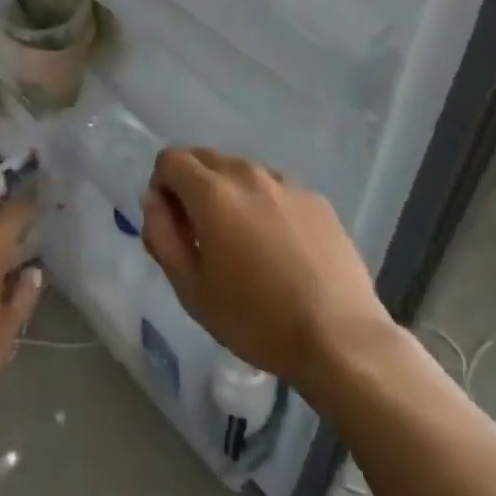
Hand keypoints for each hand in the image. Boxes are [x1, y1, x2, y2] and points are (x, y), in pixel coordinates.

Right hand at [140, 148, 390, 393]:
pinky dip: (262, 203)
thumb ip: (161, 236)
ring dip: (228, 192)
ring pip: (240, 170)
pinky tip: (278, 247)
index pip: (171, 159)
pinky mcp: (315, 198)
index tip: (172, 224)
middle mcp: (248, 174)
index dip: (162, 186)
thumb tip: (154, 201)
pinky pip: (274, 186)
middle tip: (201, 234)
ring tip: (242, 242)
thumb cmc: (256, 320)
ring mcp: (286, 183)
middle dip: (191, 185)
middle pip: (204, 158)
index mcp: (213, 193)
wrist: (340, 337)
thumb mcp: (191, 289)